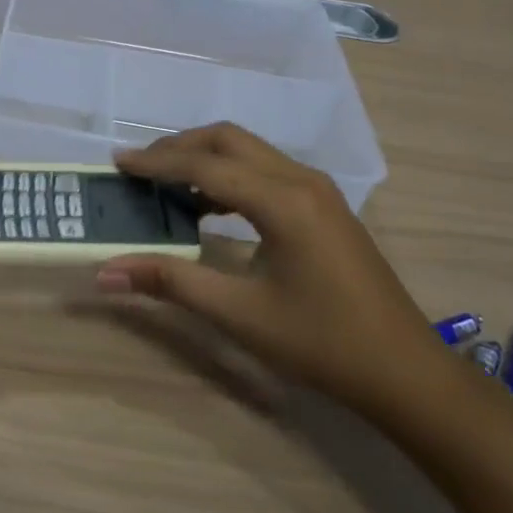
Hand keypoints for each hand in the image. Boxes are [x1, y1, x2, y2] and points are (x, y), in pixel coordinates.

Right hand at [96, 123, 437, 415]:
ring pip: (250, 151)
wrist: (406, 372)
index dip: (157, 163)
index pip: (205, 166)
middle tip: (139, 168)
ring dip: (205, 158)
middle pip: (228, 140)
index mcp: (282, 201)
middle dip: (179, 148)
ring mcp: (318, 190)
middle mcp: (301, 180)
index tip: (117, 163)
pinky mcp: (324, 205)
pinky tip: (209, 206)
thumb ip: (171, 282)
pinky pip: (266, 170)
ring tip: (165, 183)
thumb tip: (106, 273)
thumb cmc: (322, 344)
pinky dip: (230, 175)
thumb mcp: (240, 314)